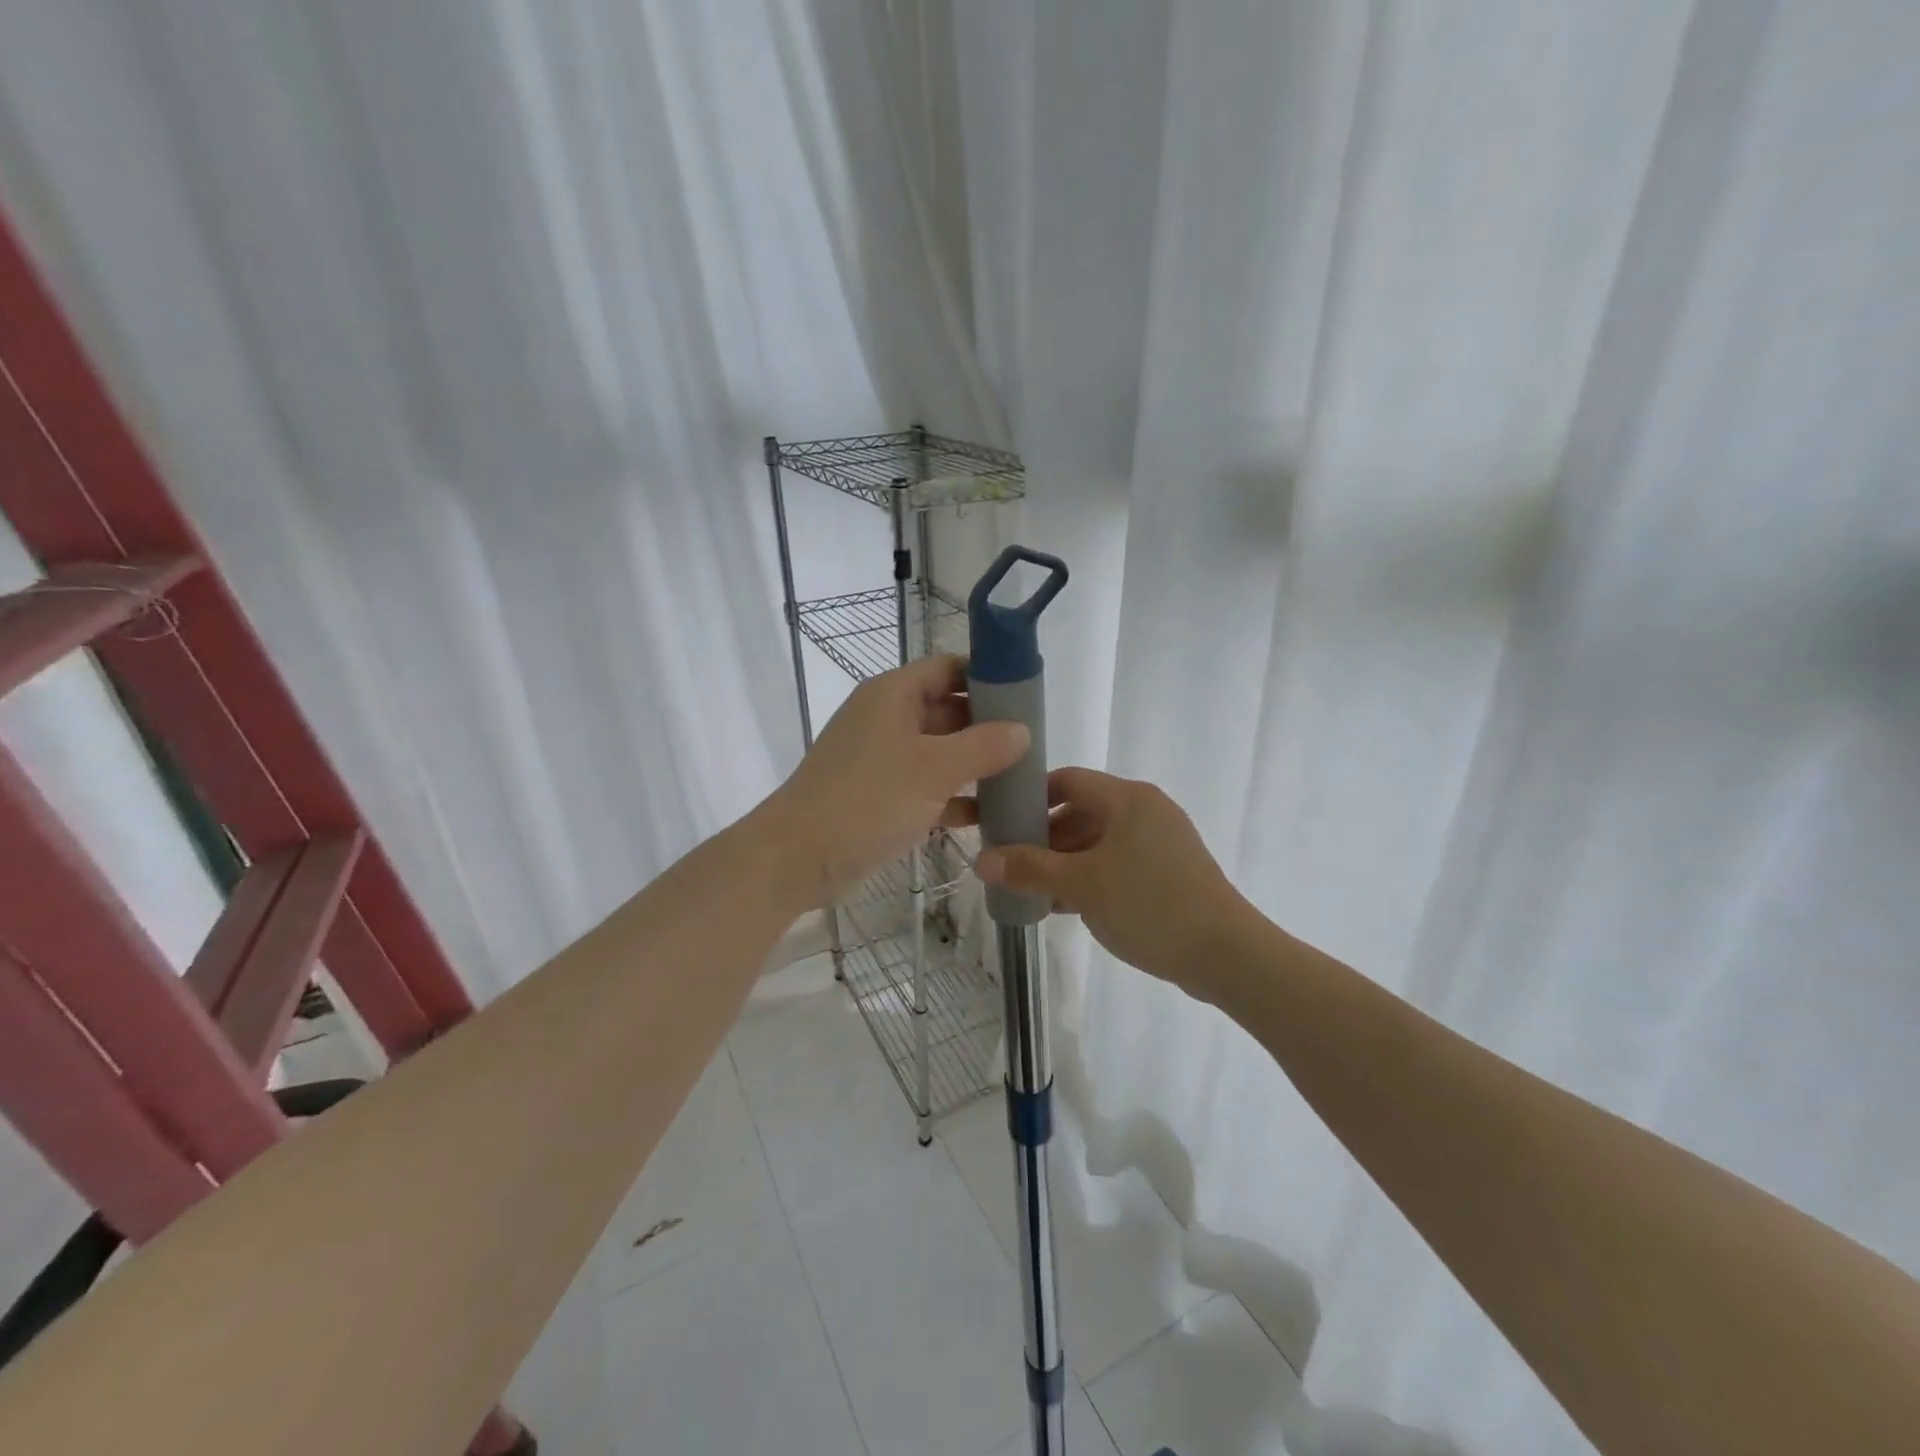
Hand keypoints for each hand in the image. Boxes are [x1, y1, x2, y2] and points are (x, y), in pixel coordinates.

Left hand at [765, 656, 1029, 904]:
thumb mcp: (933, 769)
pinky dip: (953, 797)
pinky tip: (988, 815)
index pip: (948, 668)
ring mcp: (881, 759)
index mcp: (893, 695)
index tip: (1027, 695)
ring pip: (939, 751)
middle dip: (987, 725)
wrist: (798, 857)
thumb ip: (983, 746)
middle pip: (947, 709)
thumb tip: (1022, 731)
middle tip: (1032, 743)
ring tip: (1021, 778)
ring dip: (974, 764)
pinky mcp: (879, 796)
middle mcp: (886, 718)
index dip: (986, 676)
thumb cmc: (866, 800)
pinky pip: (926, 786)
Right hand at [975, 769, 1248, 992]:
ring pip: (1098, 842)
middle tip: (1011, 864)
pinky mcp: (1168, 872)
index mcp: (1128, 799)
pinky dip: (1090, 877)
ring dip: (1064, 863)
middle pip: (1081, 812)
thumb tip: (981, 859)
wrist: (1226, 955)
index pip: (1068, 780)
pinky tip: (1066, 906)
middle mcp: (1145, 811)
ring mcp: (1160, 842)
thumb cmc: (1150, 906)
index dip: (1031, 797)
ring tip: (1033, 891)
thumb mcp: (1081, 886)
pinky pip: (1117, 864)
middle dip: (1044, 838)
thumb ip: (1029, 869)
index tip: (1001, 822)